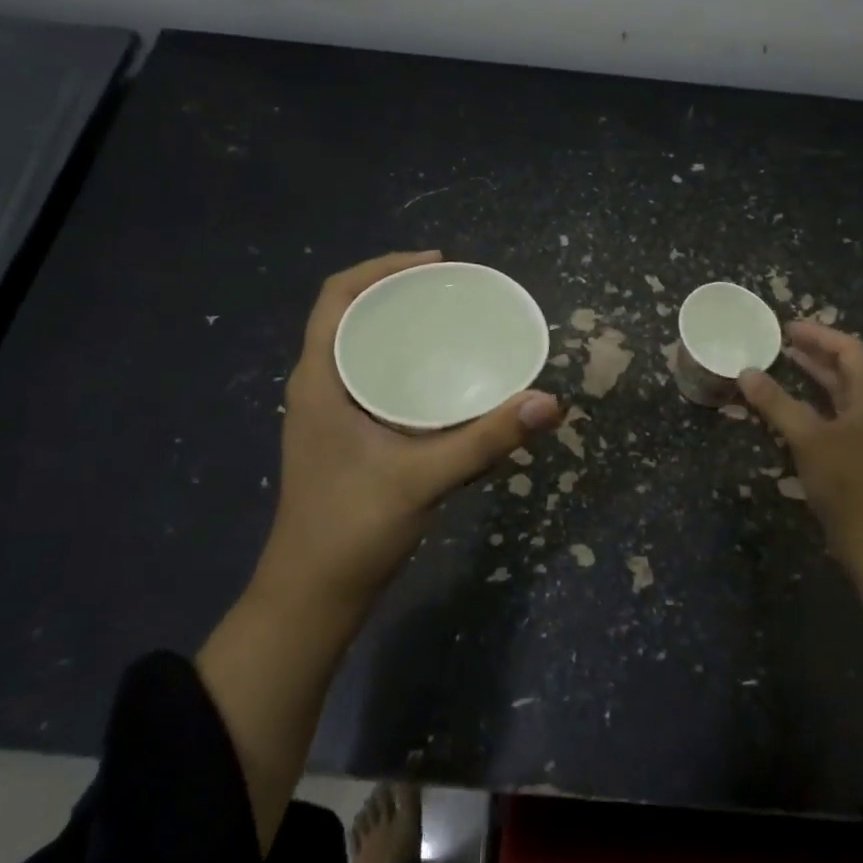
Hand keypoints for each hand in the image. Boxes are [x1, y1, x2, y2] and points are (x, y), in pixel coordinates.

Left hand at [253, 251, 561, 611]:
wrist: (312, 598)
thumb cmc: (353, 529)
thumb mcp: (425, 477)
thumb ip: (488, 439)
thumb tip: (550, 401)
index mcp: (320, 380)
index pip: (337, 296)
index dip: (382, 267)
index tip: (435, 264)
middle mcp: (319, 387)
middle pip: (352, 315)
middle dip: (399, 293)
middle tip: (455, 291)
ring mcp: (329, 414)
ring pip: (362, 348)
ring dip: (401, 328)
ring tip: (453, 324)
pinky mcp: (344, 437)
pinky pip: (373, 378)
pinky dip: (405, 364)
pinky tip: (444, 381)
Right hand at [739, 321, 862, 571]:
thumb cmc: (848, 482)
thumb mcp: (809, 438)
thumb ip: (776, 403)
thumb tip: (746, 372)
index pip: (850, 350)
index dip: (820, 335)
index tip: (787, 329)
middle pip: (845, 370)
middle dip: (815, 353)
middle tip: (779, 343)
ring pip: (837, 395)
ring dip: (811, 379)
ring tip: (780, 367)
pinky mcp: (853, 457)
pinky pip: (830, 417)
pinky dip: (808, 406)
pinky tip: (786, 411)